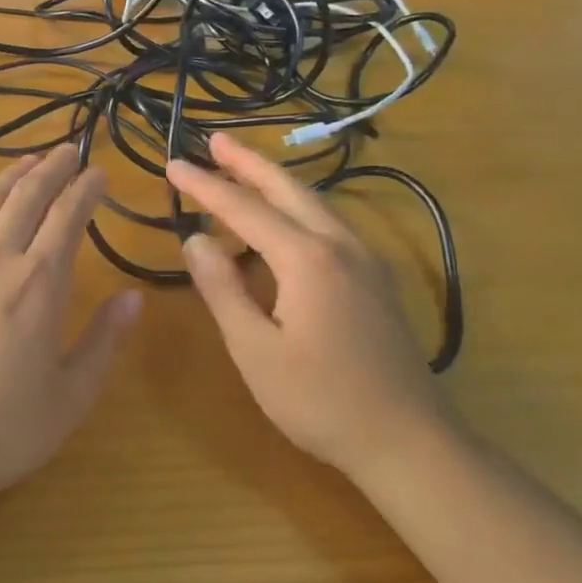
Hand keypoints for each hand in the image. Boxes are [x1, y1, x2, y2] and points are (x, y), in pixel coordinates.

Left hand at [0, 146, 141, 513]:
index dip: (86, 189)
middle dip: (50, 169)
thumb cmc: (2, 429)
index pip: (67, 218)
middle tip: (67, 150)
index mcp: (37, 284)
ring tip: (24, 164)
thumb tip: (132, 297)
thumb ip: (104, 341)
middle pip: (24, 199)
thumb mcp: (71, 396)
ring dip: (6, 180)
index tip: (99, 172)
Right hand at [166, 132, 445, 477]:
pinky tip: (285, 222)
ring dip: (275, 183)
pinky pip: (329, 225)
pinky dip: (297, 208)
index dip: (205, 186)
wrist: (409, 442)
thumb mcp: (255, 350)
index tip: (172, 165)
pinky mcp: (376, 280)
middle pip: (288, 189)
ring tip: (241, 170)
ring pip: (315, 203)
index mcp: (307, 258)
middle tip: (215, 141)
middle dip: (248, 163)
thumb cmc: (321, 401)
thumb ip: (223, 289)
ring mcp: (366, 261)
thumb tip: (196, 240)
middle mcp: (340, 245)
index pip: (243, 209)